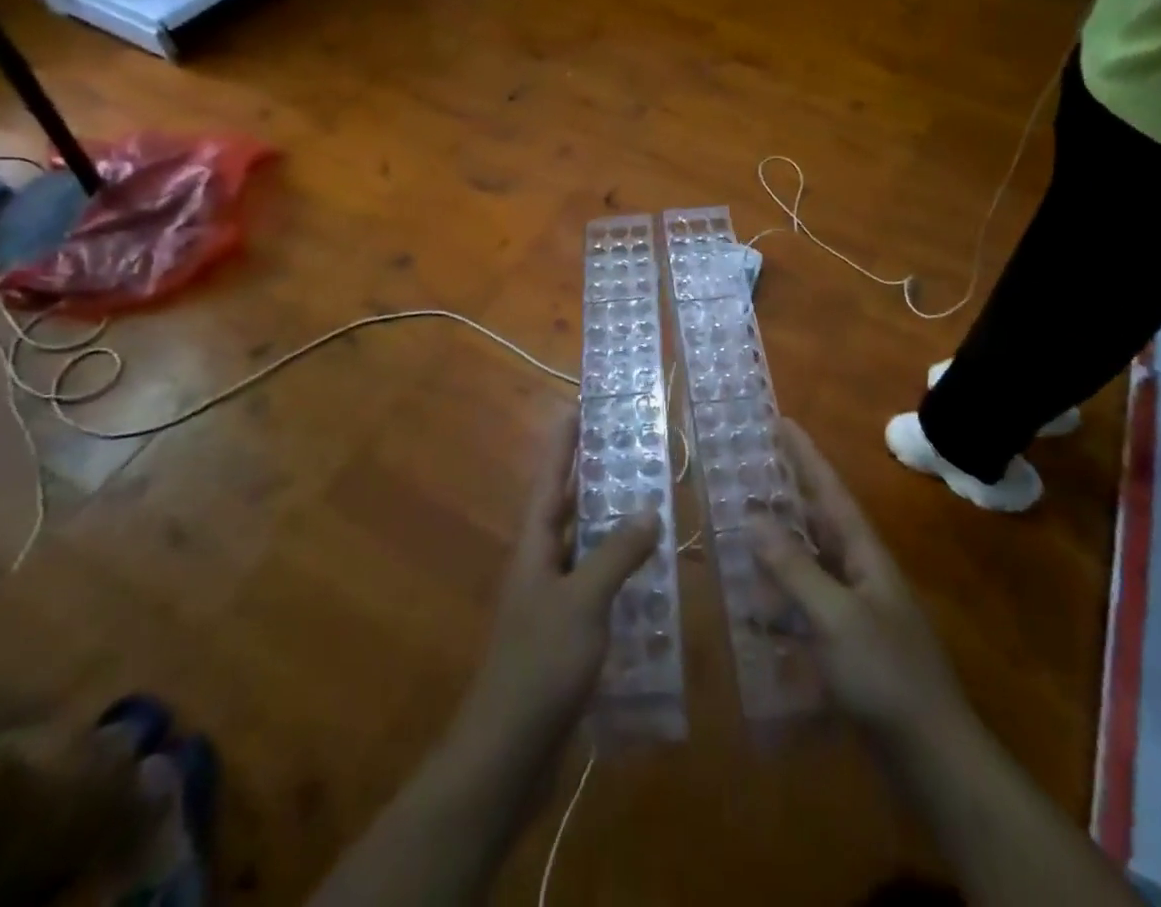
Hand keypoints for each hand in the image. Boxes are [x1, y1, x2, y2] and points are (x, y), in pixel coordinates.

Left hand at [451, 411, 659, 758]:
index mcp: (535, 547)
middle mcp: (541, 565)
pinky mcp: (566, 634)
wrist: (507, 754)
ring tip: (652, 501)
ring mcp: (552, 601)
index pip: (550, 481)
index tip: (579, 407)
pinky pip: (597, 586)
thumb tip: (649, 509)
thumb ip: (616, 553)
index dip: (563, 444)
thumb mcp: (583, 602)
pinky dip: (621, 573)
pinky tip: (651, 576)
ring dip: (613, 525)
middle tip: (633, 449)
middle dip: (595, 478)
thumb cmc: (540, 664)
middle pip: (568, 509)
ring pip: (586, 548)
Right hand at [750, 418, 970, 747]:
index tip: (782, 421)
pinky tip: (753, 608)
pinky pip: (805, 606)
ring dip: (776, 547)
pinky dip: (780, 601)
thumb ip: (794, 566)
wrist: (930, 755)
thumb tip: (754, 515)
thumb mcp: (835, 615)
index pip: (829, 490)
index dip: (805, 455)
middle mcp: (859, 570)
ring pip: (808, 563)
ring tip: (739, 529)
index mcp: (863, 551)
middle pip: (817, 520)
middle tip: (749, 466)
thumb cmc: (885, 673)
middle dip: (786, 493)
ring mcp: (853, 608)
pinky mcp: (844, 644)